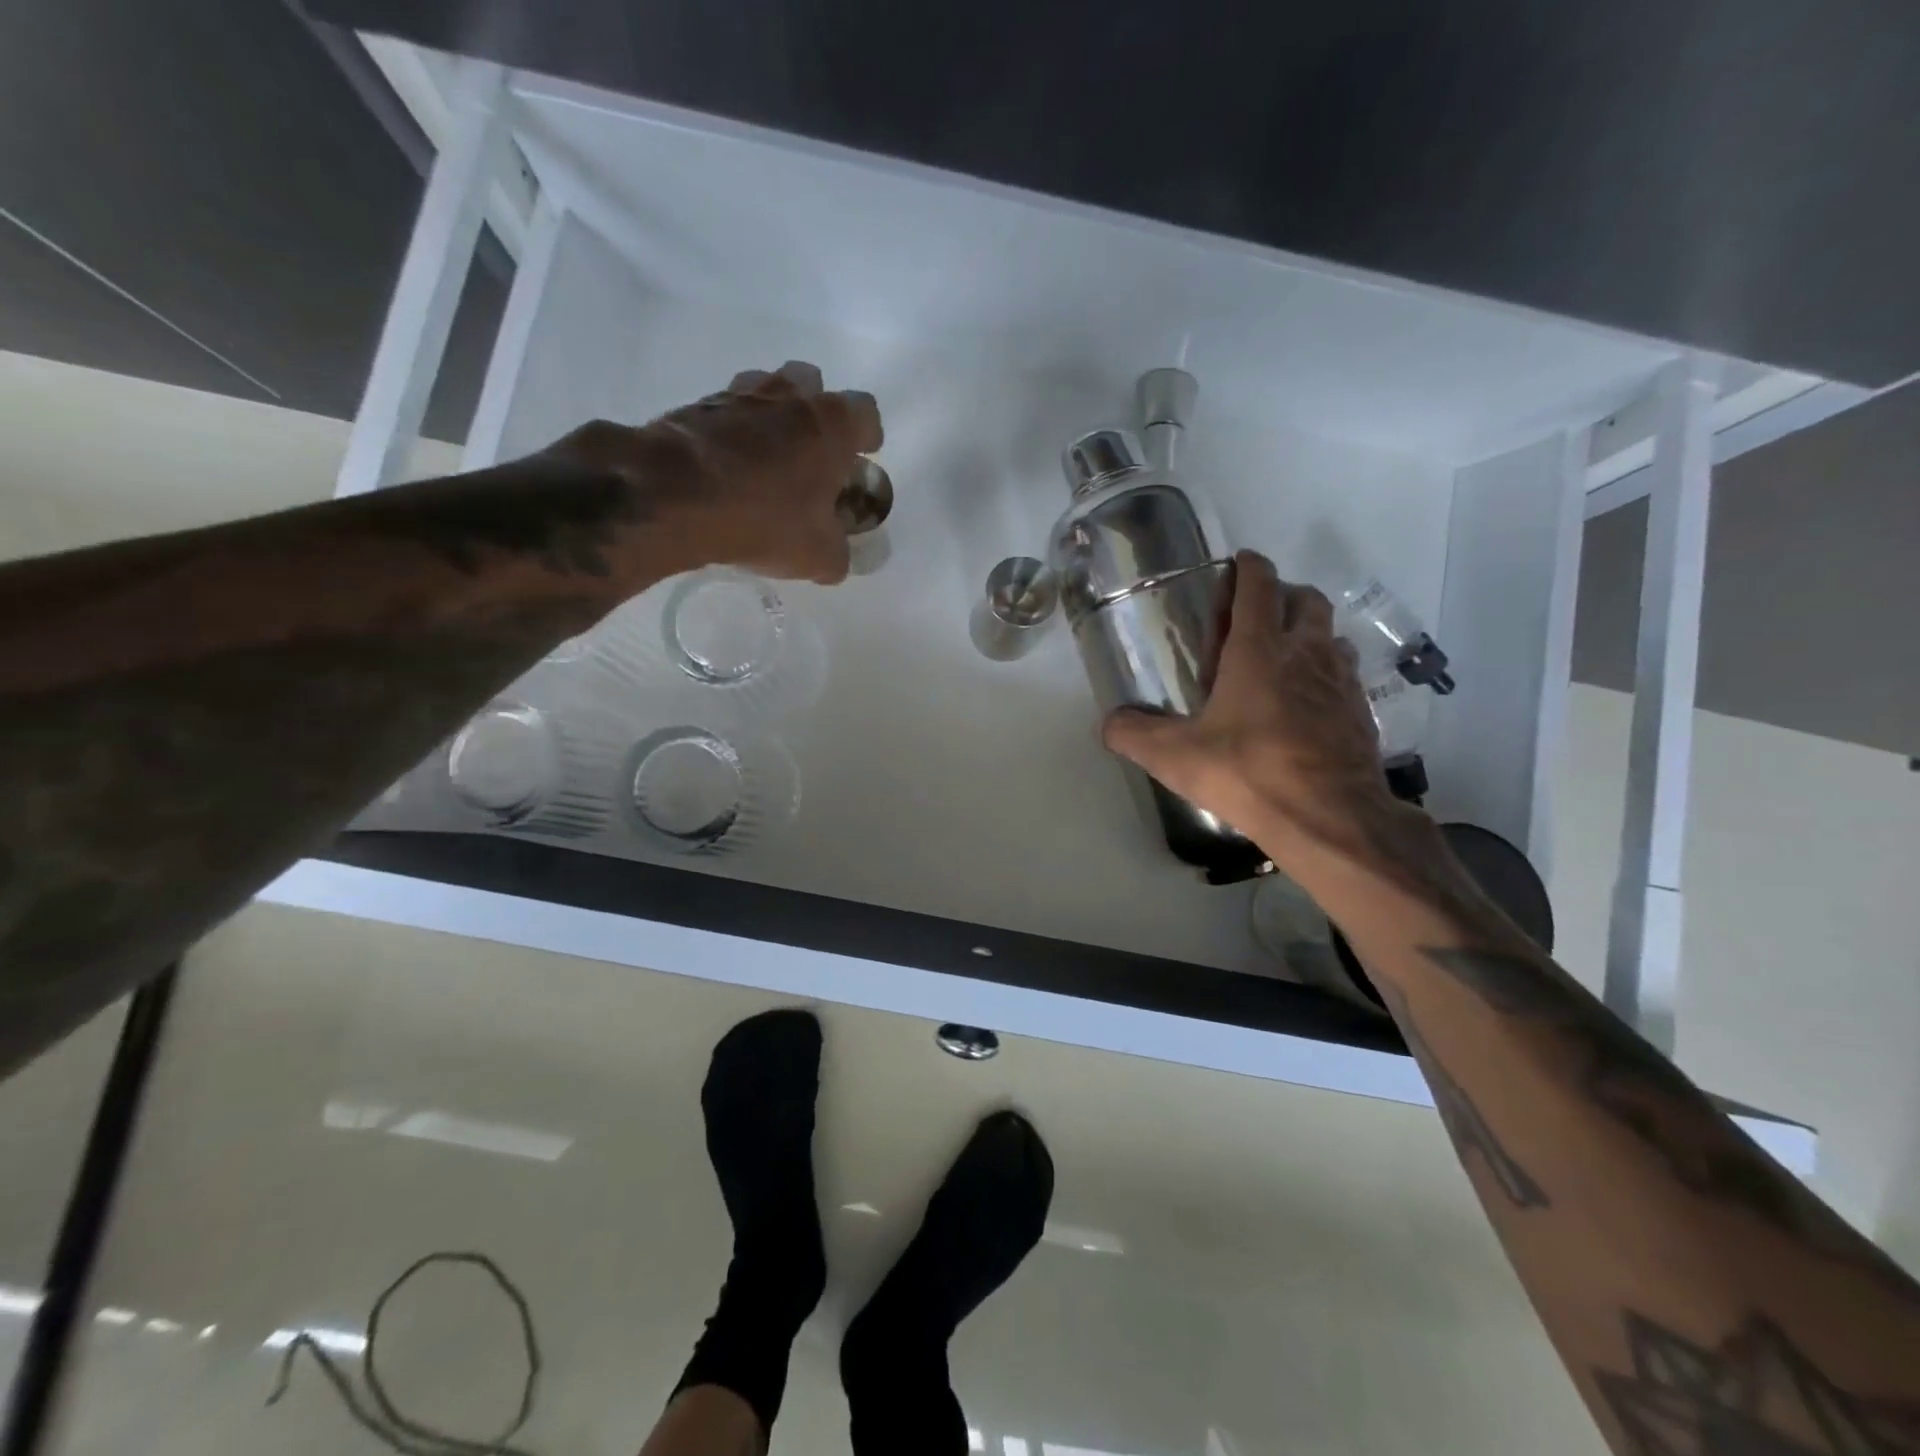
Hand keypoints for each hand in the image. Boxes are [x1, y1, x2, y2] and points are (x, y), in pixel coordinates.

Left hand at [546, 361, 882, 584]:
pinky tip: (729, 467)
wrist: (674, 495)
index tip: (864, 455)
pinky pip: (727, 412)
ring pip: (767, 390)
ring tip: (770, 456)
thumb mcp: (818, 555)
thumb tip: (836, 559)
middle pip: (813, 385)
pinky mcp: (696, 406)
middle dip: (817, 412)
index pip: (865, 413)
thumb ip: (837, 554)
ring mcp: (739, 395)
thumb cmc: (765, 519)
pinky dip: (734, 432)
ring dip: (774, 415)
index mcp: (831, 425)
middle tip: (814, 452)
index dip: (868, 435)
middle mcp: (789, 397)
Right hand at [1102, 551, 1407, 873]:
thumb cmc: (1248, 772)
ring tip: (1281, 657)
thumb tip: (1109, 723)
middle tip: (1256, 615)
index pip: (1259, 586)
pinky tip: (1306, 702)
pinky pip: (1344, 675)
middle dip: (1283, 595)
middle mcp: (1306, 653)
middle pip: (1306, 600)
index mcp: (1260, 650)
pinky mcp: (1361, 712)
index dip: (1248, 567)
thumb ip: (1134, 734)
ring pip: (1331, 635)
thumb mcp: (1175, 756)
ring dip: (1309, 633)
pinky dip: (1325, 673)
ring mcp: (1341, 681)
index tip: (1238, 563)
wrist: (1329, 818)